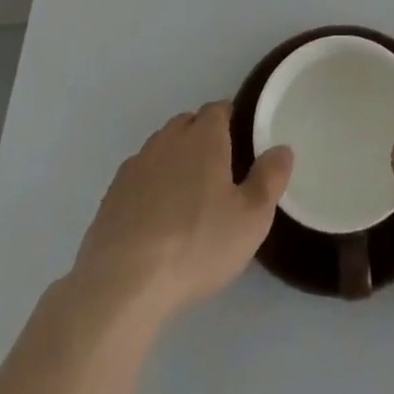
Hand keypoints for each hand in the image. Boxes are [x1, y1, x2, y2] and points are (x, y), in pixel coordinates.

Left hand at [73, 102, 292, 321]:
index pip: (218, 109)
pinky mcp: (110, 196)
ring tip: (185, 193)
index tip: (239, 138)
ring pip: (160, 148)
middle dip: (201, 136)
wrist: (123, 284)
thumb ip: (270, 179)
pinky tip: (154, 216)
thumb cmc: (196, 244)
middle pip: (187, 124)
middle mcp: (167, 140)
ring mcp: (135, 166)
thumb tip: (282, 149)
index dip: (229, 118)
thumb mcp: (250, 218)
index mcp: (203, 137)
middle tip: (216, 167)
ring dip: (173, 160)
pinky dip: (149, 186)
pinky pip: (137, 177)